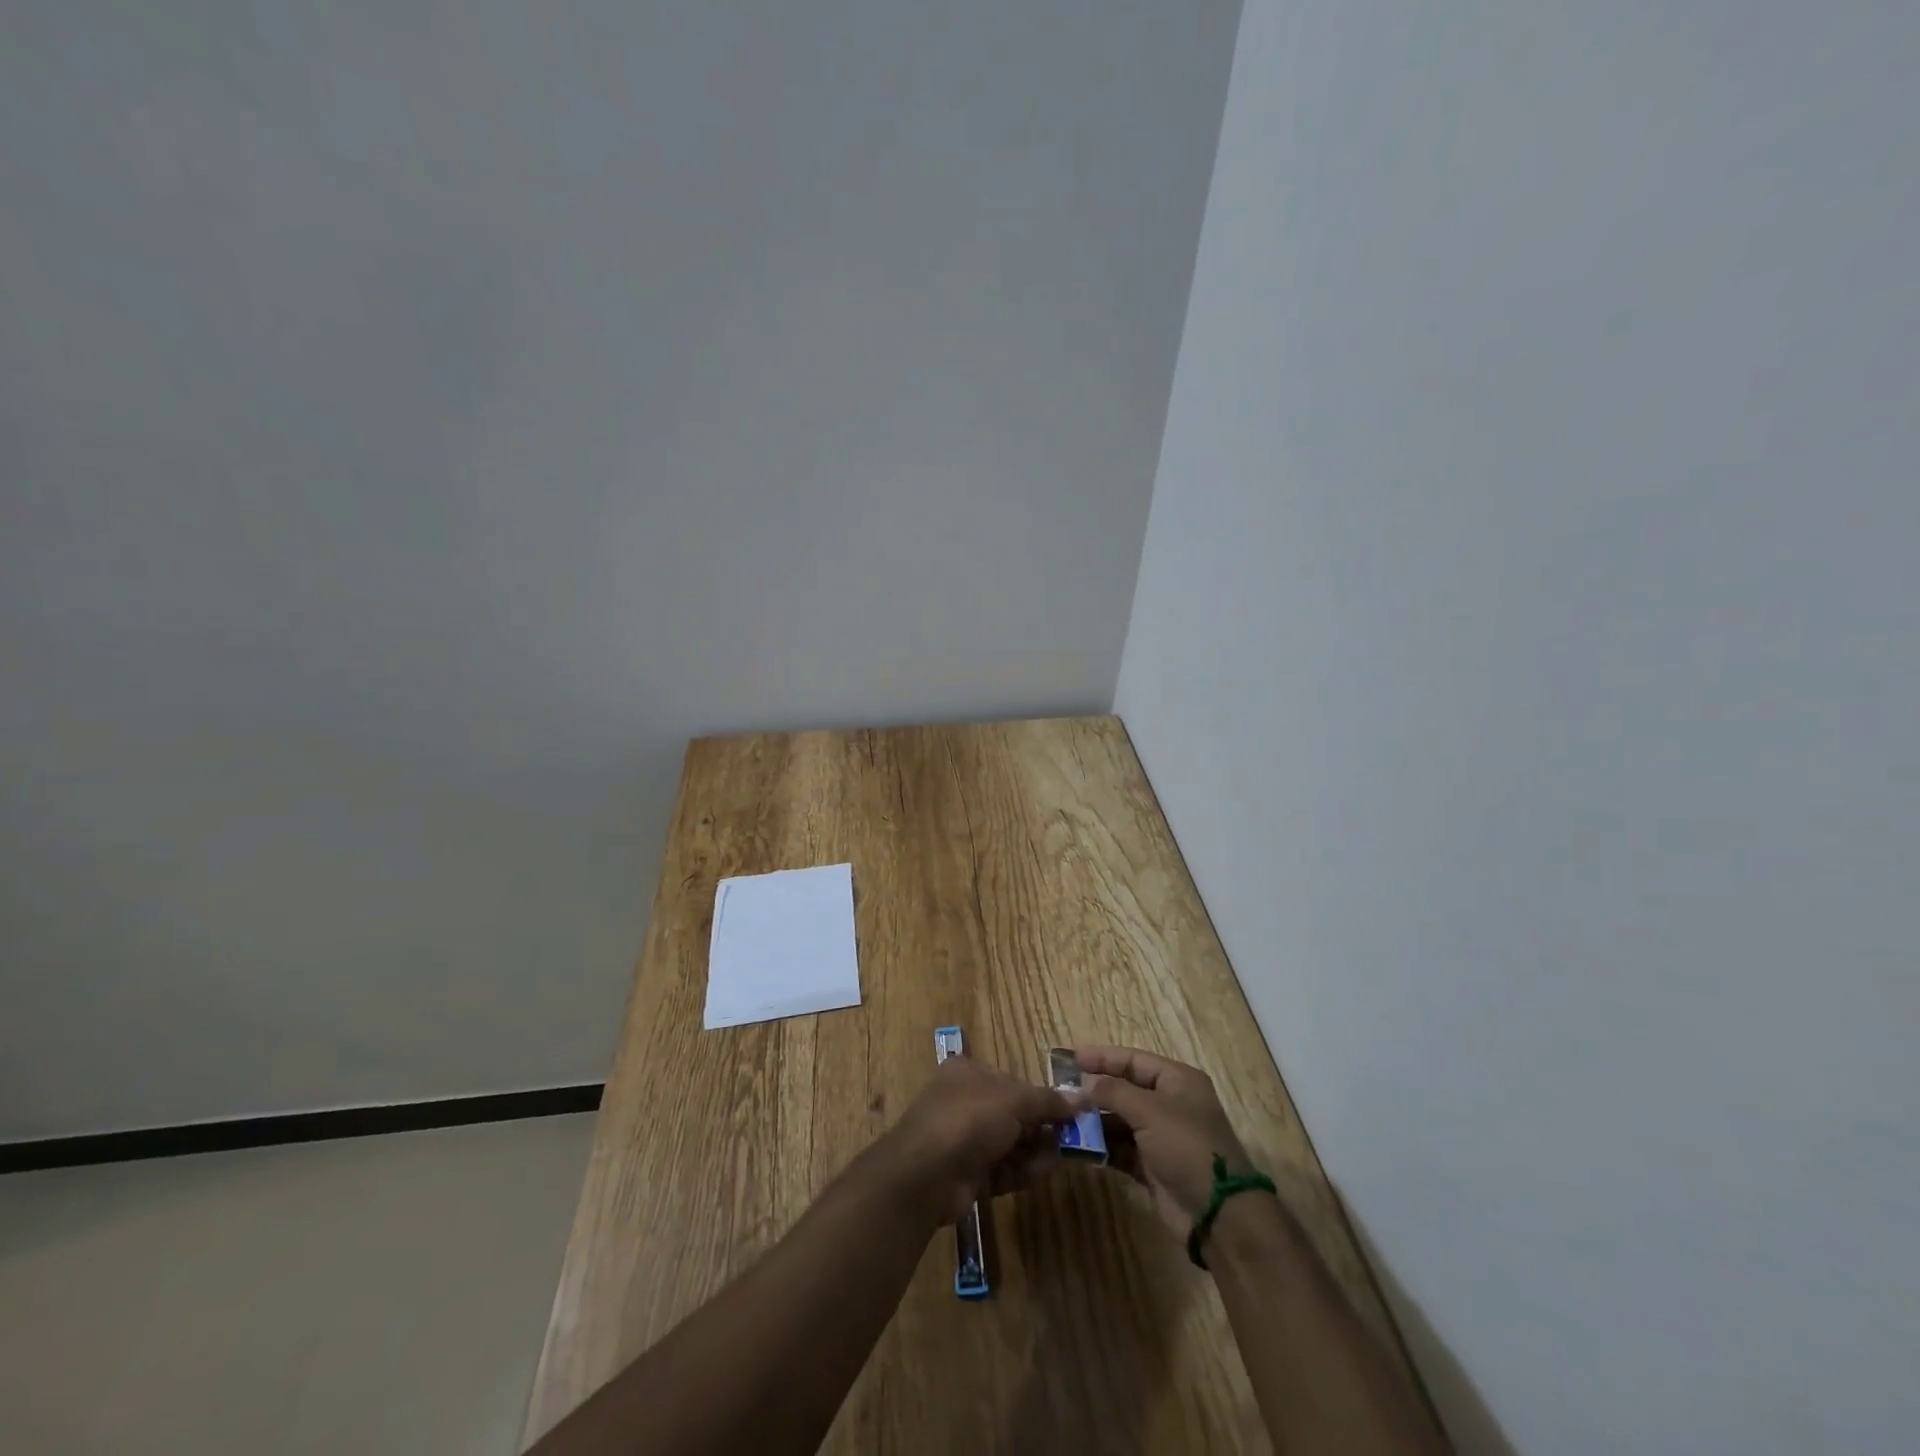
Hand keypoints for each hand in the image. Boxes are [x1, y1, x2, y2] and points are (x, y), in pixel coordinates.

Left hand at [883, 1055, 1076, 1223]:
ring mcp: (965, 1140)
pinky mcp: (969, 1174)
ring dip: (1035, 1152)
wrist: (927, 1174)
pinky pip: (1003, 1169)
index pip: (1012, 1082)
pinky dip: (1022, 1171)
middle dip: (1041, 1128)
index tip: (1068, 1113)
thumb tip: (1082, 1099)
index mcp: (969, 1073)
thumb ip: (1048, 1101)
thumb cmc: (969, 1119)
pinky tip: (1040, 1174)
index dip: (1040, 1098)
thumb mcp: (1014, 1100)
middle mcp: (965, 1102)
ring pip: (1011, 1144)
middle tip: (1070, 1140)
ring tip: (1058, 1159)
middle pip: (1014, 1114)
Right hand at [1076, 1046, 1253, 1237]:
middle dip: (1095, 1090)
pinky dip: (1102, 1146)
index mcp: (1177, 1081)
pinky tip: (1078, 1145)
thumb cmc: (1187, 1148)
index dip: (1102, 1057)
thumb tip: (1085, 1083)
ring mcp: (1161, 1136)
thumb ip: (1114, 1092)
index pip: (1133, 1060)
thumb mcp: (1150, 1111)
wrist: (1218, 1215)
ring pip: (1120, 1120)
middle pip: (1125, 1088)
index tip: (1070, 1058)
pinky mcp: (1153, 1166)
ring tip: (1063, 1118)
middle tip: (1061, 1091)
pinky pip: (1121, 1148)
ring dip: (1094, 1120)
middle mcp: (1170, 1104)